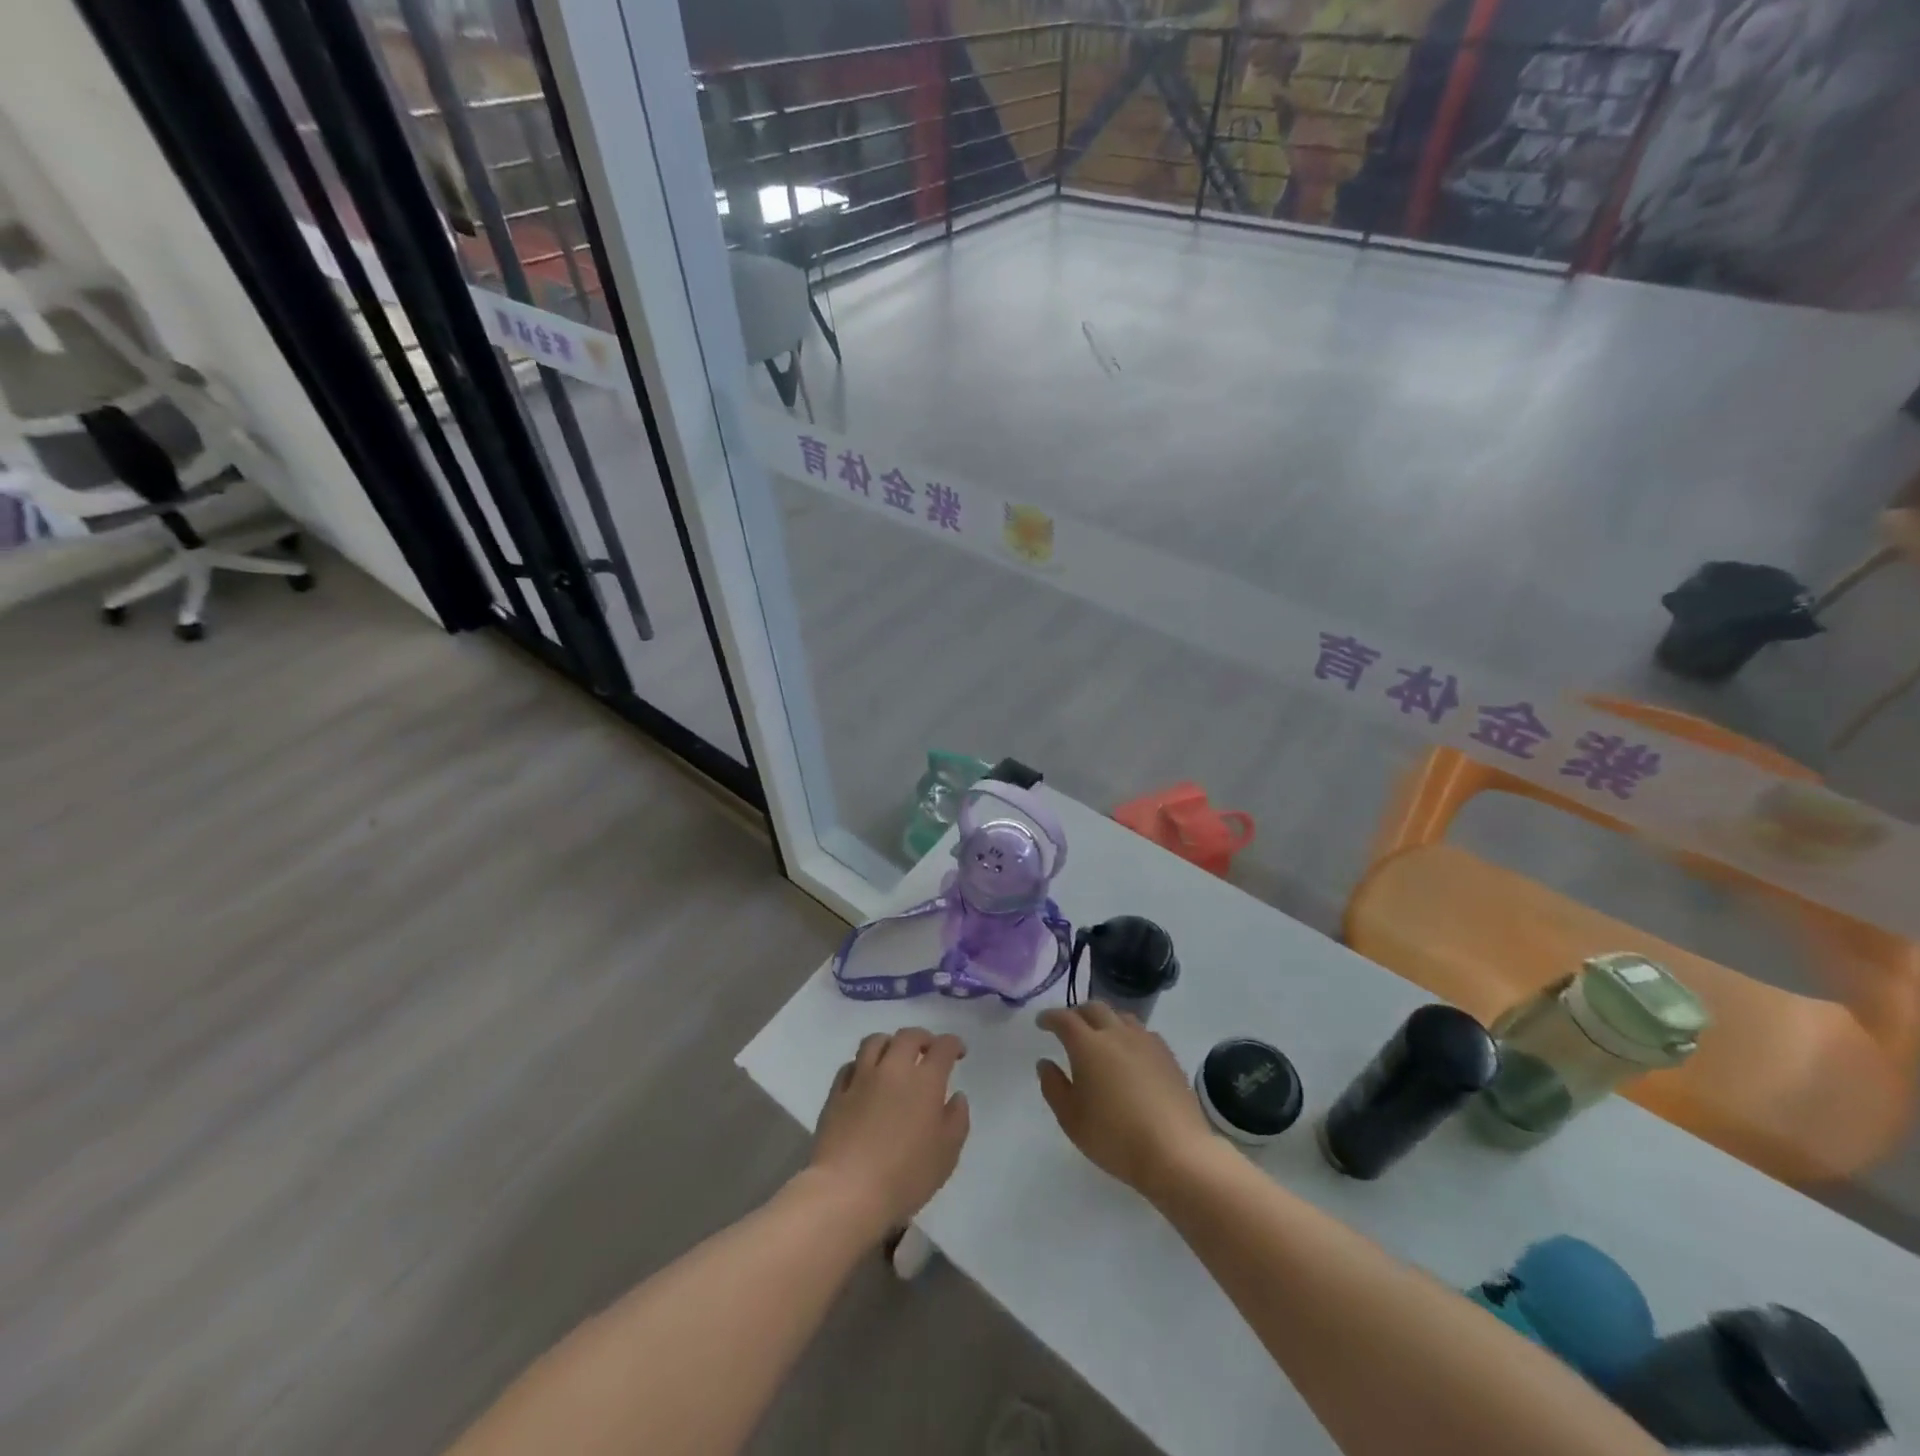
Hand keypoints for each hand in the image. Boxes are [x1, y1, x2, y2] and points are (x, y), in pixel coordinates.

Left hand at [809, 1027, 970, 1240]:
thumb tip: (956, 1096)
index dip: (953, 1044)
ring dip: (890, 1043)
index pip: (942, 1047)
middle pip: (908, 1036)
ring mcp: (861, 1077)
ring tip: (895, 1057)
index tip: (958, 1053)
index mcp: (925, 1081)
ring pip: (875, 1041)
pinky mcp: (837, 1092)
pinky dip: (863, 1064)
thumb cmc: (905, 1176)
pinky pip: (851, 1065)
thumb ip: (957, 1120)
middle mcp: (893, 1069)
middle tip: (928, 1051)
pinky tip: (866, 1079)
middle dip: (923, 1038)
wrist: (847, 1191)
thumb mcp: (947, 1154)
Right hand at [1037, 1003, 1211, 1199]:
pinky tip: (1130, 1052)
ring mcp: (1146, 1041)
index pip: (1064, 1019)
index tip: (1041, 1022)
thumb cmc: (1114, 1137)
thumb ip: (1053, 1087)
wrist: (1175, 1152)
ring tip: (1100, 1035)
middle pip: (1094, 1008)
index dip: (1050, 1017)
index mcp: (1088, 1045)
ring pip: (1120, 1016)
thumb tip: (1045, 1063)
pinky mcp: (1167, 1055)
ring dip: (1105, 1019)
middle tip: (1069, 1026)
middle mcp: (1116, 1033)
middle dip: (1077, 1012)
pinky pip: (1142, 1032)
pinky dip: (1128, 1034)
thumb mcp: (1071, 1119)